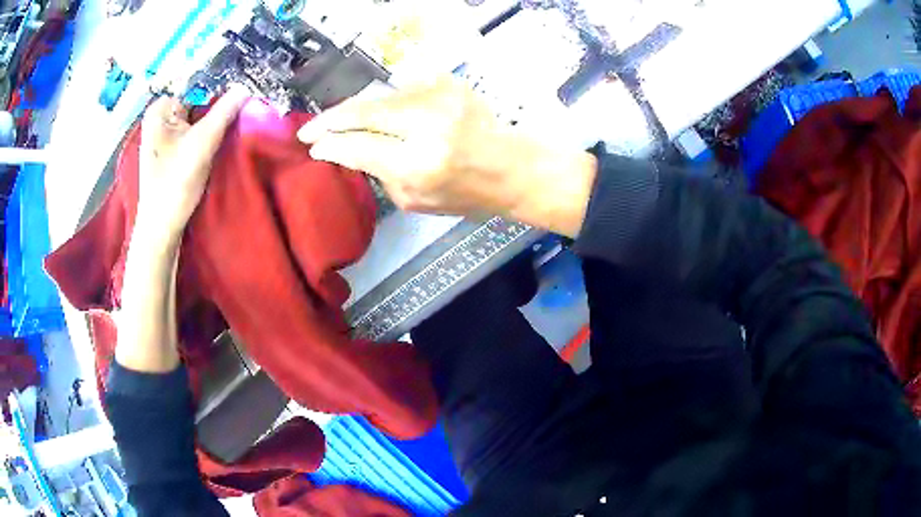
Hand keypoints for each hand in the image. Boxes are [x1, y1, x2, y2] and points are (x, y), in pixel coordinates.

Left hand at [136, 86, 248, 246]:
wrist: (161, 227)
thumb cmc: (174, 184)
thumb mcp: (202, 144)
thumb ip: (224, 112)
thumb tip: (246, 87)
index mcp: (161, 108)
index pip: (197, 85)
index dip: (222, 86)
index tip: (245, 88)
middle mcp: (161, 116)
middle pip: (198, 100)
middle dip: (219, 105)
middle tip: (245, 106)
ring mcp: (166, 133)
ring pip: (199, 117)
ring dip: (216, 121)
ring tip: (237, 121)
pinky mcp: (172, 149)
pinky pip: (195, 131)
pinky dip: (209, 133)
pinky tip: (221, 138)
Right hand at [297, 77, 596, 236]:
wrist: (509, 166)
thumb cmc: (465, 193)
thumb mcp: (416, 201)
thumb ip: (379, 175)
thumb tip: (349, 151)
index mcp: (417, 164)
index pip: (358, 146)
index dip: (330, 144)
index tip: (312, 145)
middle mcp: (426, 125)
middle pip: (364, 111)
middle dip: (331, 119)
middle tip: (309, 127)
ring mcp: (439, 98)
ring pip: (381, 96)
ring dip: (359, 110)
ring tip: (343, 122)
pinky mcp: (449, 84)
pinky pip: (404, 88)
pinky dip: (389, 101)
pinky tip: (384, 113)